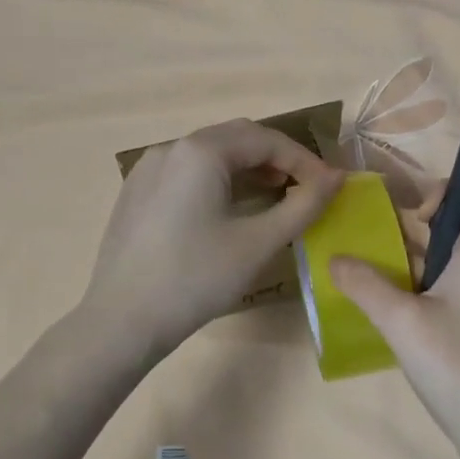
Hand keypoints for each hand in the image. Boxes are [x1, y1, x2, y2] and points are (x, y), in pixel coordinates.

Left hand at [83, 119, 343, 357]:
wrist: (122, 321)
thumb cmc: (196, 279)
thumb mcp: (259, 243)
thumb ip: (303, 205)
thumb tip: (337, 177)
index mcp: (200, 151)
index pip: (266, 140)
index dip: (304, 160)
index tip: (330, 186)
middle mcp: (171, 147)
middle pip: (237, 138)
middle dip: (277, 157)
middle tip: (306, 188)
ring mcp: (147, 168)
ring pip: (210, 153)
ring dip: (248, 167)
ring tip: (276, 194)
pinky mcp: (137, 192)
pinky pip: (187, 171)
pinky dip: (219, 179)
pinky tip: (230, 207)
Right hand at [330, 177, 459, 458]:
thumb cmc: (459, 366)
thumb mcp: (402, 322)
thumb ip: (366, 285)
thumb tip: (335, 258)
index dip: (452, 186)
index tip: (415, 214)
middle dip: (419, 221)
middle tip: (378, 241)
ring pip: (453, 254)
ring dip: (416, 255)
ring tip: (373, 270)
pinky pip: (453, 285)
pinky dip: (424, 284)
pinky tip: (392, 307)